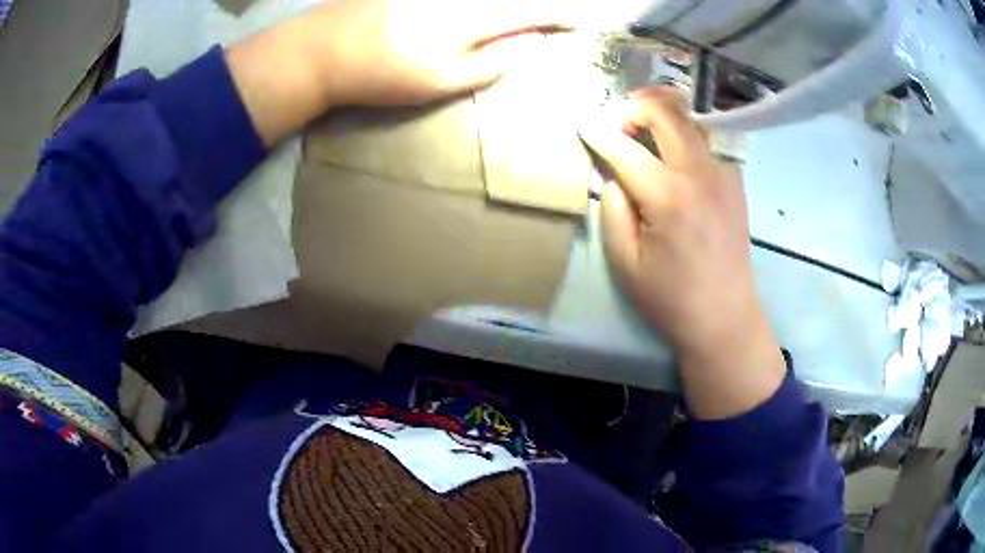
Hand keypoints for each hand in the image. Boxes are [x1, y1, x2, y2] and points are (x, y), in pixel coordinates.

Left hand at [226, 0, 568, 145]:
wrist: (321, 50)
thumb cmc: (382, 74)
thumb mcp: (441, 82)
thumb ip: (495, 62)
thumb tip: (537, 45)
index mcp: (472, 16)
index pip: (532, 11)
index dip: (561, 15)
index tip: (581, 22)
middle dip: (541, 8)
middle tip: (558, 18)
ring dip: (512, 6)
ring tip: (524, 19)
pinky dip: (481, 4)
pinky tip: (484, 12)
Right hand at [579, 89, 785, 418]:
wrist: (726, 317)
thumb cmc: (671, 298)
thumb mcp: (625, 263)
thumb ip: (614, 209)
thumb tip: (615, 173)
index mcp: (669, 197)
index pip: (626, 147)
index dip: (599, 131)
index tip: (583, 124)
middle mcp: (700, 174)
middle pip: (667, 112)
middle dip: (634, 105)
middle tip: (616, 120)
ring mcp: (723, 174)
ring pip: (692, 118)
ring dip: (663, 112)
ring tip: (643, 126)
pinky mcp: (735, 181)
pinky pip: (707, 141)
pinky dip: (685, 134)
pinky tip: (675, 155)